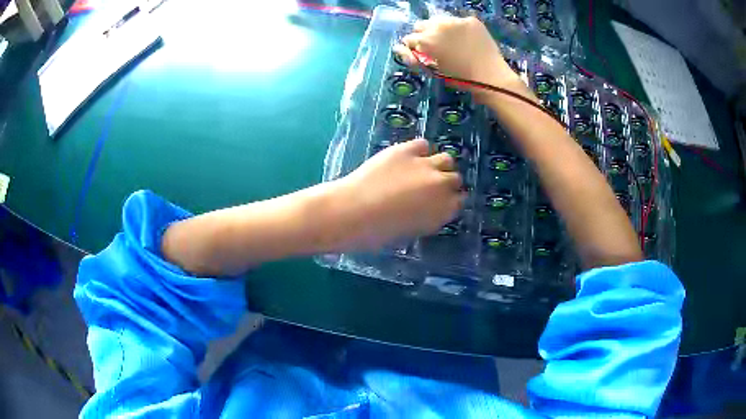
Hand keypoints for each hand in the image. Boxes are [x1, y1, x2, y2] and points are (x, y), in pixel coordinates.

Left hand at [330, 139, 464, 249]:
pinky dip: (420, 151)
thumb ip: (427, 217)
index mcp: (443, 211)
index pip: (459, 201)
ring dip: (439, 165)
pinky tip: (409, 157)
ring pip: (446, 159)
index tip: (441, 201)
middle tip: (430, 186)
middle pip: (455, 178)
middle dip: (446, 182)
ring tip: (424, 169)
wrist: (352, 211)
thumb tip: (430, 208)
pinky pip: (423, 145)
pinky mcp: (406, 150)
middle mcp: (441, 186)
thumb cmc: (378, 232)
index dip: (449, 200)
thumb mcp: (411, 231)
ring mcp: (425, 165)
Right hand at [395, 16, 523, 100]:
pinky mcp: (471, 20)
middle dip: (425, 34)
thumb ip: (413, 59)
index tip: (422, 54)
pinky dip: (460, 29)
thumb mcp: (433, 70)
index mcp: (426, 39)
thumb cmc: (460, 78)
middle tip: (436, 47)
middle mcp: (438, 25)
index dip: (414, 47)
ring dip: (441, 29)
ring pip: (439, 20)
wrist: (491, 76)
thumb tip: (398, 49)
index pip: (410, 38)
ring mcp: (456, 20)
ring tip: (452, 42)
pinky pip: (459, 22)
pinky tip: (467, 40)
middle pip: (421, 25)